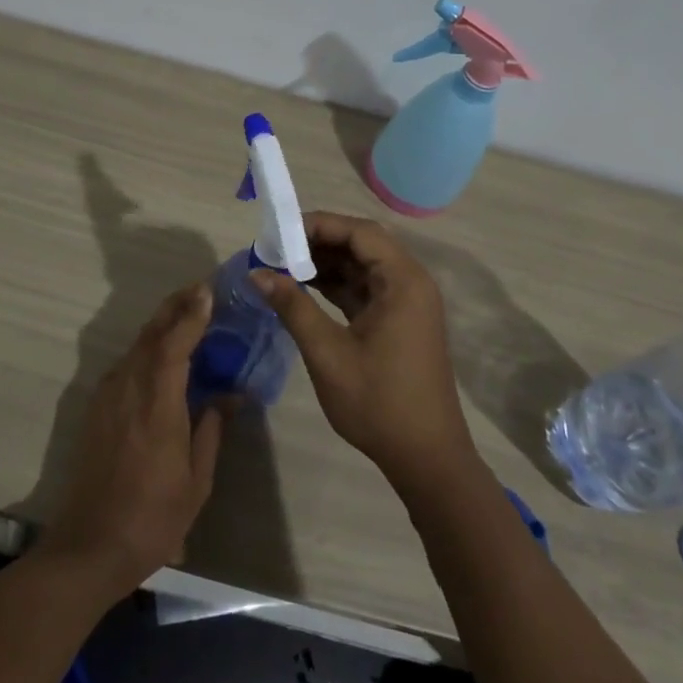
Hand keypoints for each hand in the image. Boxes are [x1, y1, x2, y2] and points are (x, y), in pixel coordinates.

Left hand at [38, 284, 225, 595]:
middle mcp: (128, 389)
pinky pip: (126, 364)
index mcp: (157, 404)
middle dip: (175, 307)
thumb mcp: (196, 480)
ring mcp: (108, 397)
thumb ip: (211, 429)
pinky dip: (147, 348)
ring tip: (186, 314)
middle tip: (200, 290)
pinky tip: (161, 354)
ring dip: (161, 325)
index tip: (208, 291)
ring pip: (137, 346)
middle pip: (151, 334)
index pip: (174, 344)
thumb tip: (229, 395)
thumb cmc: (153, 518)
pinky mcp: (97, 408)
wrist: (89, 545)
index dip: (191, 315)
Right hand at [253, 212, 477, 490]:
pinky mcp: (400, 321)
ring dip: (326, 264)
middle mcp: (410, 282)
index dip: (319, 224)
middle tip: (277, 248)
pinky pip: (366, 289)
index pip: (360, 232)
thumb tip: (256, 273)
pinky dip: (337, 286)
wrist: (426, 457)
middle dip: (319, 242)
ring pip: (363, 266)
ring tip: (283, 267)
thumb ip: (293, 306)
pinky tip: (304, 289)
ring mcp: (407, 303)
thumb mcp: (328, 352)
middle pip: (362, 244)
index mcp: (403, 281)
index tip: (280, 231)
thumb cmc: (378, 401)